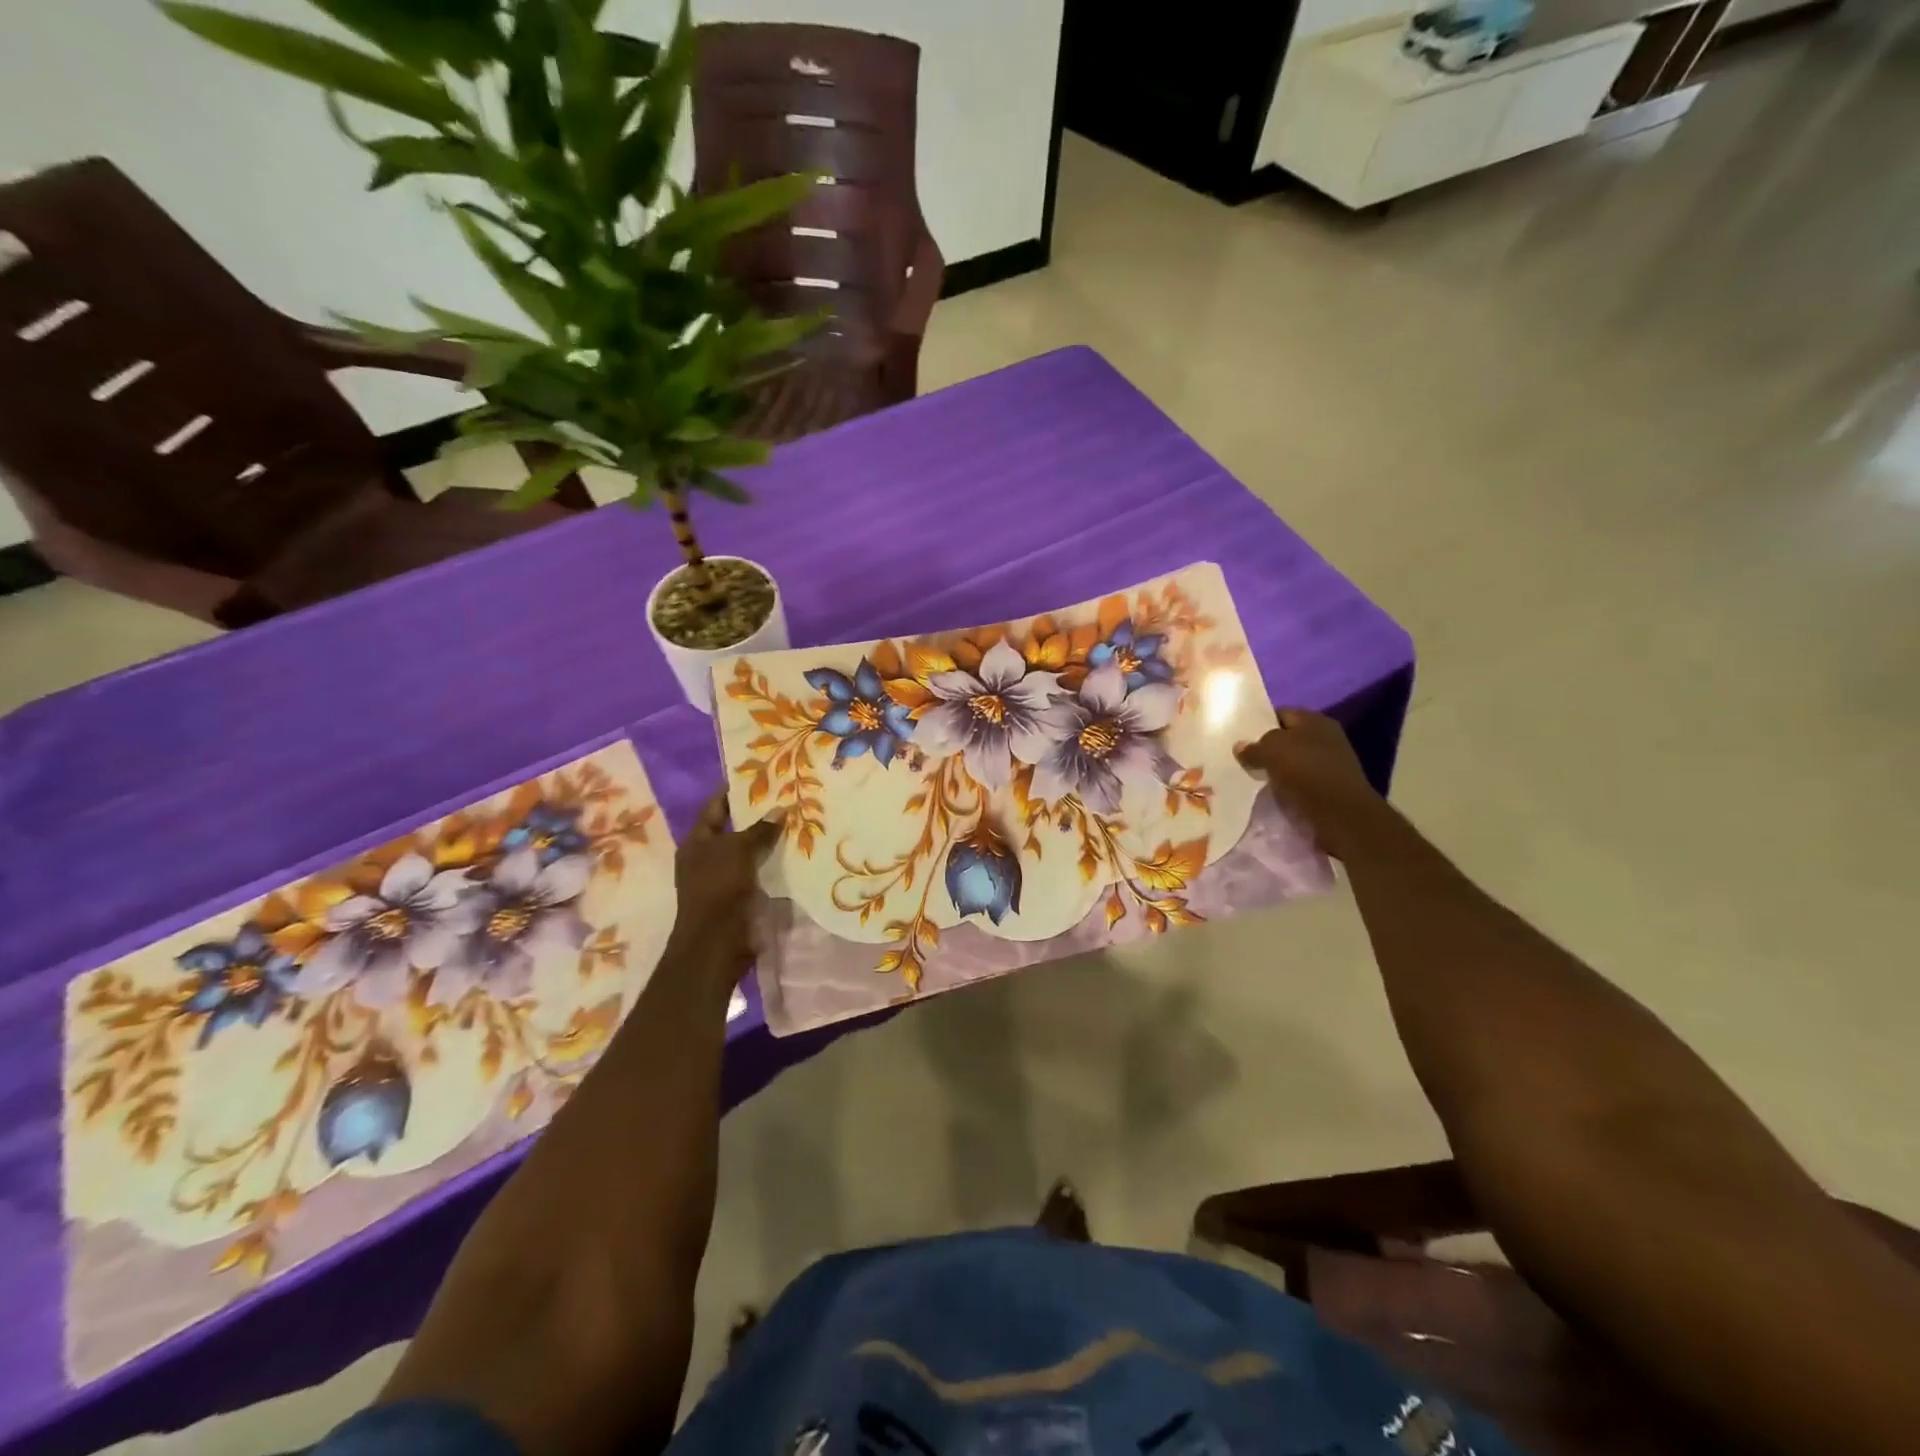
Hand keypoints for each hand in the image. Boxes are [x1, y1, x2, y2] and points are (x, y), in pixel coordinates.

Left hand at [663, 794, 781, 984]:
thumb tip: (780, 809)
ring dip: (769, 841)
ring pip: (749, 852)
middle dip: (758, 816)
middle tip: (787, 798)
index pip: (715, 807)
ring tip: (798, 822)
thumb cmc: (719, 888)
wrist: (717, 942)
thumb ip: (760, 830)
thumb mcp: (738, 850)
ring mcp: (723, 879)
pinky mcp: (740, 897)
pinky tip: (796, 855)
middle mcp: (707, 857)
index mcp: (697, 842)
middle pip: (734, 829)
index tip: (759, 775)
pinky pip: (759, 872)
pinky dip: (774, 864)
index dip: (733, 790)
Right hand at [1236, 709, 1385, 859]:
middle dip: (1266, 747)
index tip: (1240, 736)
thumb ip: (1253, 747)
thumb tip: (1240, 746)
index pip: (1281, 713)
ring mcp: (1329, 762)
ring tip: (1253, 776)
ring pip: (1293, 760)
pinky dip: (1286, 784)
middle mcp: (1325, 737)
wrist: (1341, 814)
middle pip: (1287, 738)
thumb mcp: (1272, 752)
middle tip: (1243, 758)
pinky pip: (1300, 779)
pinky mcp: (1329, 785)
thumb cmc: (1307, 772)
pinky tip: (1272, 791)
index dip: (1260, 722)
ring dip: (1275, 768)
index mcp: (1315, 720)